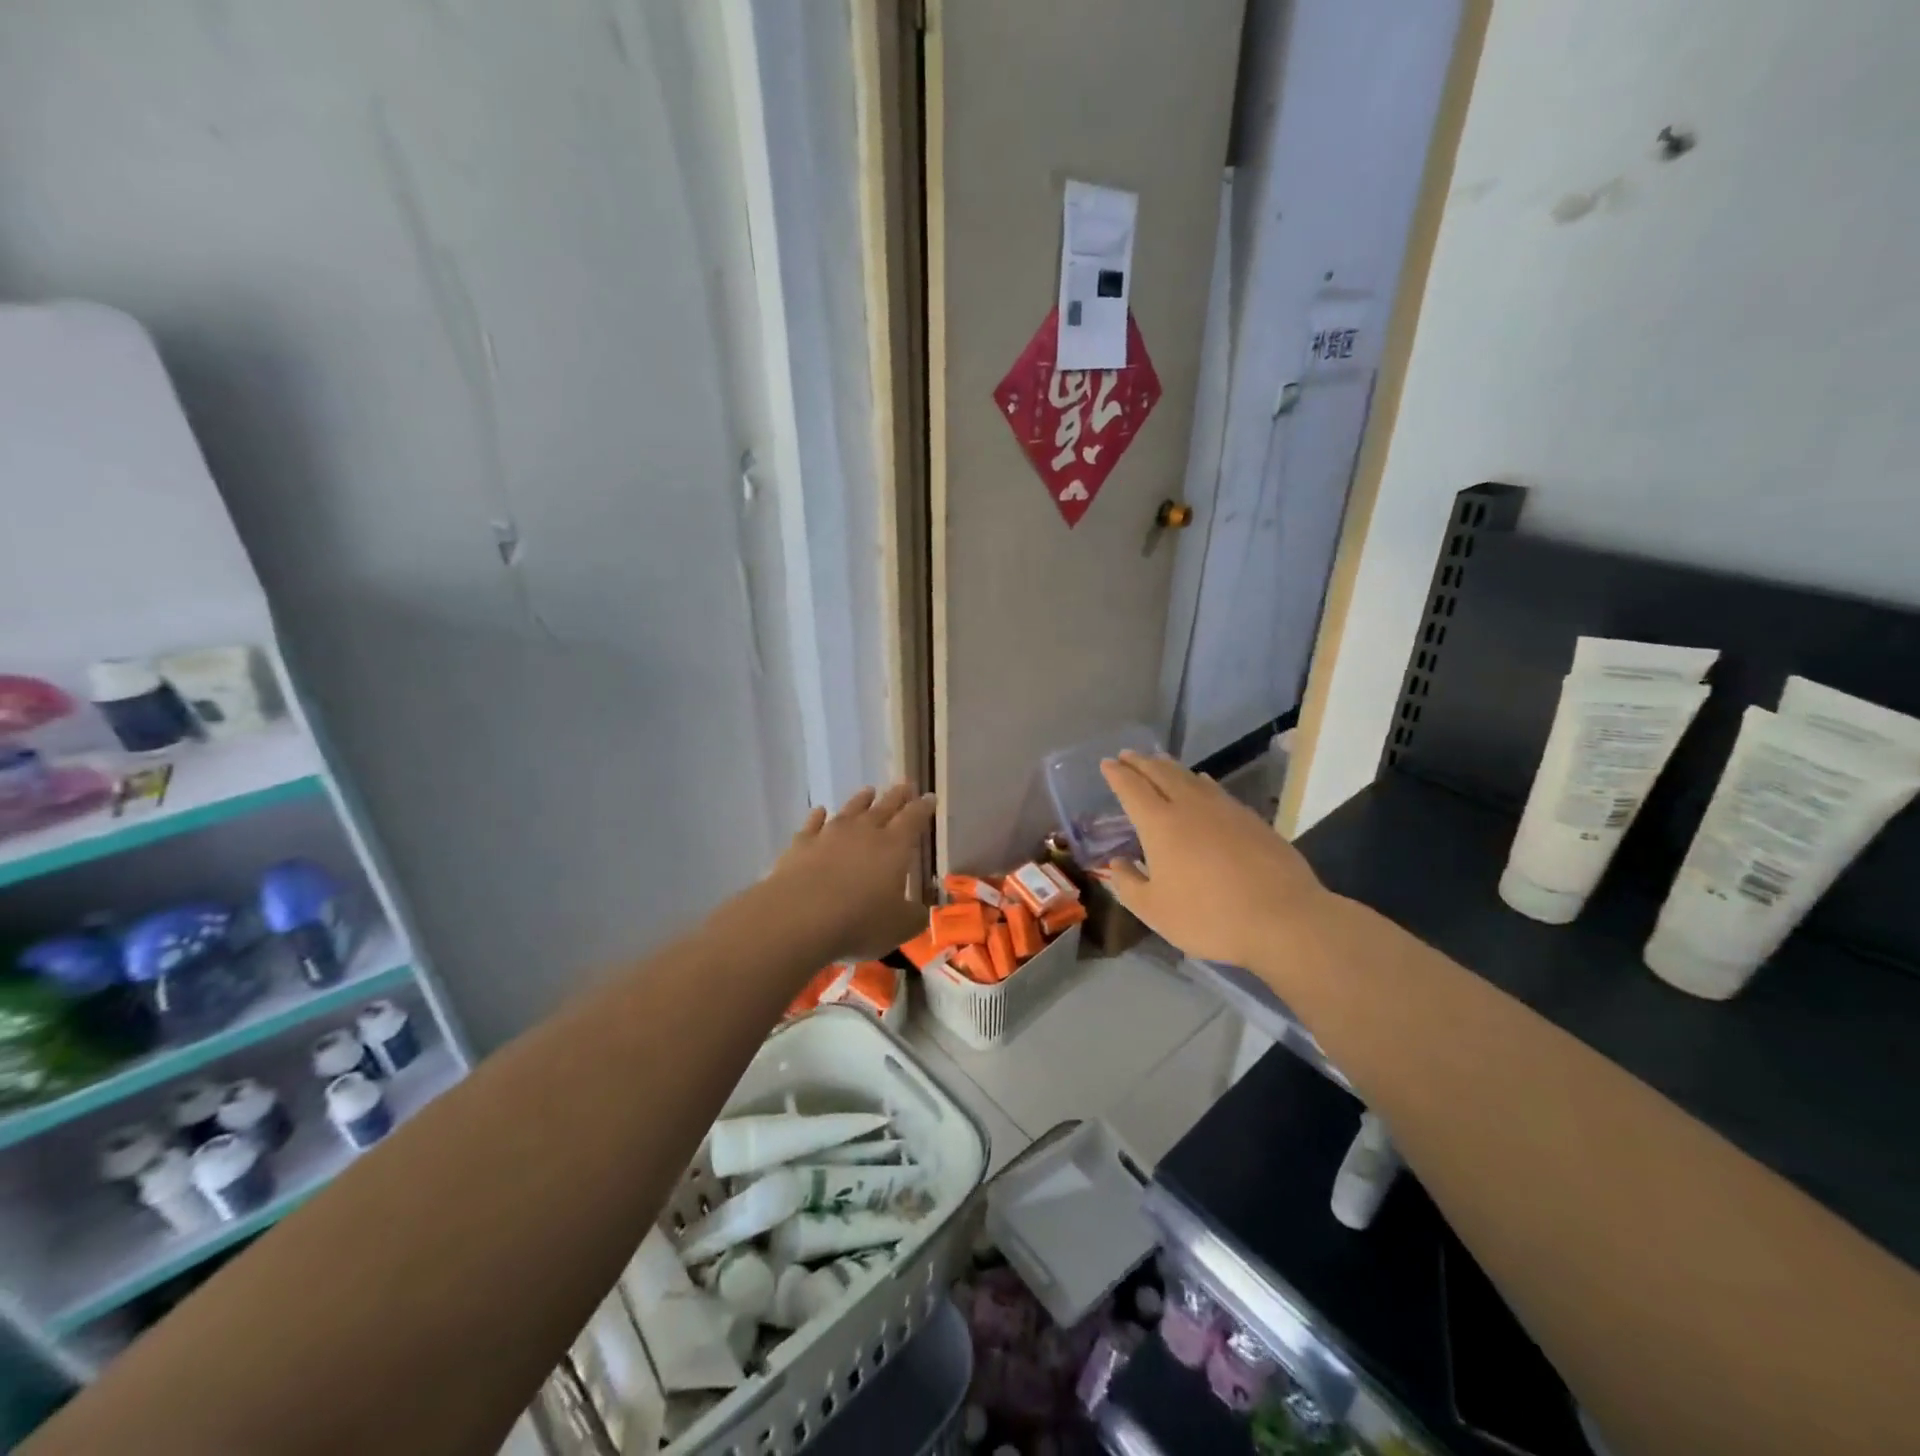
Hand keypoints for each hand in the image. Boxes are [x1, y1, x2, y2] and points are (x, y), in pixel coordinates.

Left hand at [767, 784, 934, 961]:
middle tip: (905, 784)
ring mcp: (830, 835)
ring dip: (861, 800)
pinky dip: (818, 817)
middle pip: (884, 808)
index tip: (930, 797)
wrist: (798, 918)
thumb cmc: (858, 921)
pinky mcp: (801, 845)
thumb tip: (923, 911)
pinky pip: (812, 824)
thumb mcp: (899, 926)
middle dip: (897, 796)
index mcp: (894, 846)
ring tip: (869, 790)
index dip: (923, 807)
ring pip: (850, 810)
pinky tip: (820, 811)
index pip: (913, 819)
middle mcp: (864, 832)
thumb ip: (915, 916)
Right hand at [1096, 752, 1326, 972]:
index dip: (1117, 774)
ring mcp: (1224, 809)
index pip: (1132, 788)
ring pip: (1190, 777)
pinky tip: (1203, 783)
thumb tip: (1117, 863)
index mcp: (1160, 824)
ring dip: (1170, 766)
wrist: (1283, 919)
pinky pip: (1216, 789)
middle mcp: (1190, 806)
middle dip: (1141, 762)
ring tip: (1159, 761)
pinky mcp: (1251, 819)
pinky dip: (1200, 781)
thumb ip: (1129, 884)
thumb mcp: (1155, 911)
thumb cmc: (1209, 917)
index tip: (1107, 763)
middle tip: (1127, 755)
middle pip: (1161, 773)